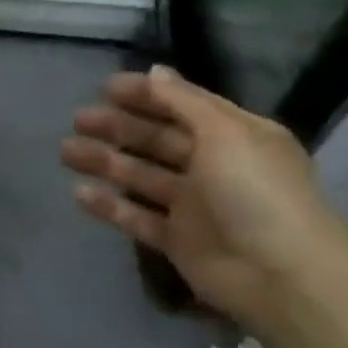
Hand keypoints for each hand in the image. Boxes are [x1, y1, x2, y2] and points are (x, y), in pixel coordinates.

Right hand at [61, 66, 347, 334]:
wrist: (282, 276)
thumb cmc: (257, 192)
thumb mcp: (226, 134)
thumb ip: (185, 102)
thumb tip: (154, 72)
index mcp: (235, 137)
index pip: (183, 106)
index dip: (146, 95)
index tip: (104, 88)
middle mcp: (214, 167)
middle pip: (156, 140)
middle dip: (117, 127)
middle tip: (77, 120)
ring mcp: (194, 205)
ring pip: (140, 176)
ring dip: (104, 161)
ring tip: (66, 153)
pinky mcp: (177, 239)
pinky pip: (136, 216)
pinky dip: (109, 205)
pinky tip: (78, 193)